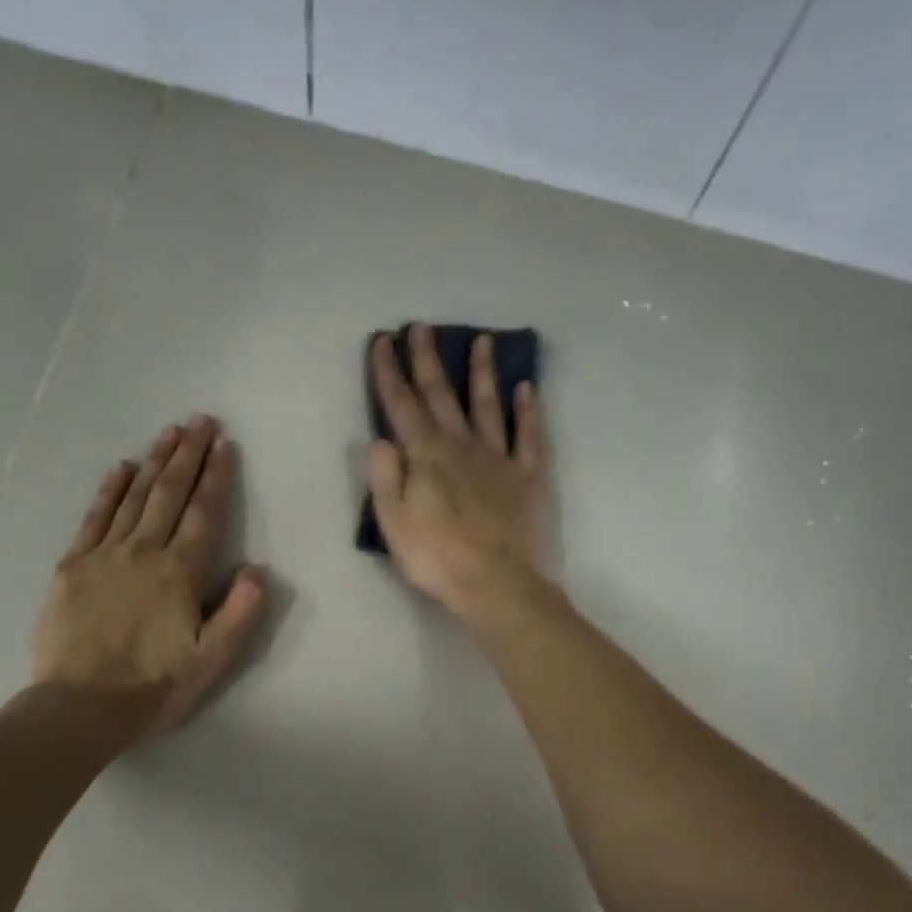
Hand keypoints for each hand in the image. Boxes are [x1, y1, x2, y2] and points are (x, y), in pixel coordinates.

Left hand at [31, 416, 267, 733]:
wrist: (82, 705)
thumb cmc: (155, 685)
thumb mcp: (212, 659)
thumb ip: (240, 612)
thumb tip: (258, 570)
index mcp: (180, 572)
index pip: (203, 513)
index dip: (216, 477)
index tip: (224, 445)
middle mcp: (143, 552)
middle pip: (169, 493)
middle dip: (188, 455)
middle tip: (200, 420)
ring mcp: (104, 555)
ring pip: (134, 497)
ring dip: (154, 462)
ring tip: (169, 432)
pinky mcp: (73, 566)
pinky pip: (95, 517)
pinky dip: (110, 490)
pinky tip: (121, 468)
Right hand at [366, 324, 551, 617]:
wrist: (496, 584)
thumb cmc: (437, 558)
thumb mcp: (393, 523)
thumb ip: (384, 476)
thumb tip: (381, 438)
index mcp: (427, 457)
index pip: (402, 407)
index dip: (390, 374)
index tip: (383, 341)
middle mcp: (463, 446)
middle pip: (443, 396)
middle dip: (429, 361)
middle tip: (423, 327)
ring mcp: (500, 459)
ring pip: (489, 406)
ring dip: (483, 373)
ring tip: (482, 341)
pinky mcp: (529, 477)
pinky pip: (530, 436)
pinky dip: (529, 411)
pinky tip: (527, 389)